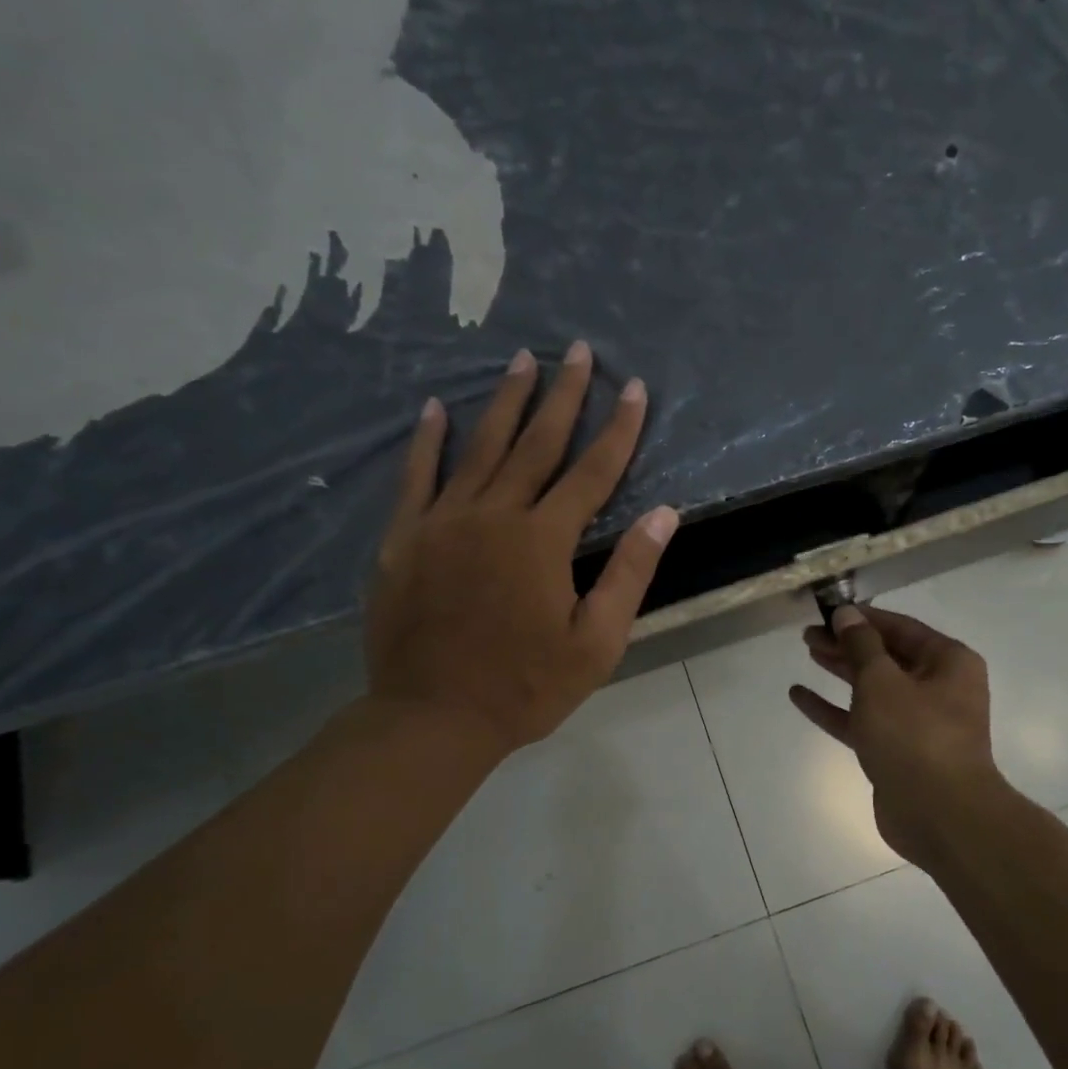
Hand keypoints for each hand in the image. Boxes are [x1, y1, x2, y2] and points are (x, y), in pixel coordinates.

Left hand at [364, 341, 678, 757]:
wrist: (433, 718)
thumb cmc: (525, 687)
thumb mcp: (596, 642)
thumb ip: (629, 573)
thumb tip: (663, 513)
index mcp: (543, 540)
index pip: (593, 472)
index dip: (618, 428)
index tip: (635, 388)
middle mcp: (494, 515)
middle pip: (537, 444)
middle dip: (564, 396)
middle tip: (578, 351)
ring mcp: (443, 521)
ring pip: (480, 448)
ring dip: (505, 401)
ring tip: (523, 361)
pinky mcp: (404, 537)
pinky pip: (417, 476)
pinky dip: (428, 440)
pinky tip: (436, 407)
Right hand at [790, 605, 1004, 865]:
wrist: (939, 815)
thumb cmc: (915, 735)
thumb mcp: (881, 681)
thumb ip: (860, 645)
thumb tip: (846, 614)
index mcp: (948, 662)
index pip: (900, 627)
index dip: (863, 618)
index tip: (828, 611)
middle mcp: (938, 687)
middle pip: (886, 656)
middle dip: (848, 643)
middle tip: (809, 634)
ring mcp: (917, 722)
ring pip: (873, 687)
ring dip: (841, 670)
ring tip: (808, 652)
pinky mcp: (896, 751)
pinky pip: (862, 720)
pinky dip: (834, 708)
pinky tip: (800, 695)